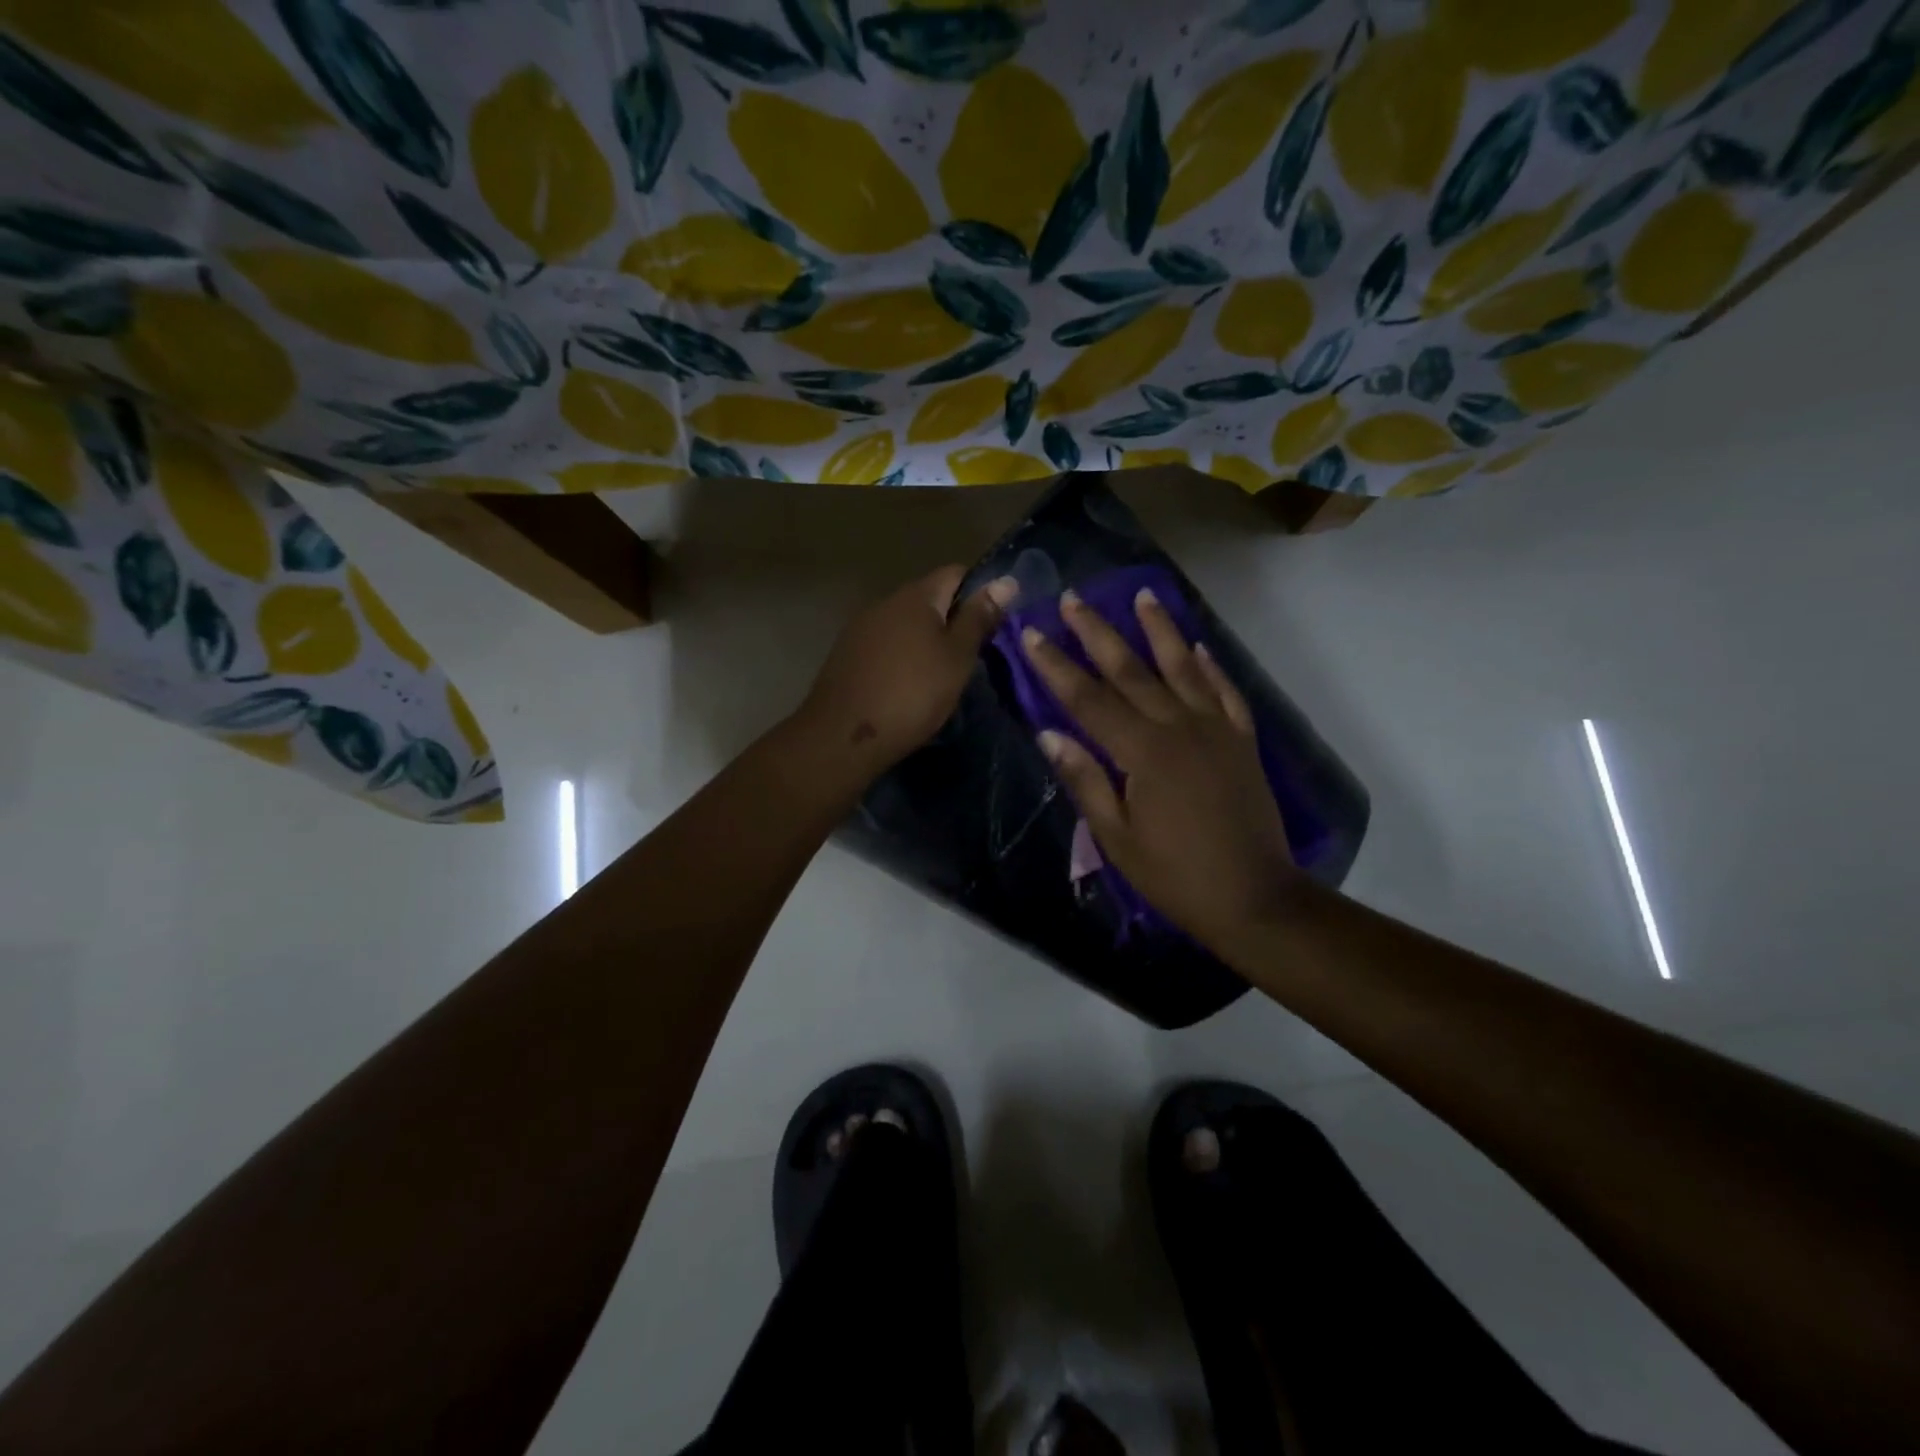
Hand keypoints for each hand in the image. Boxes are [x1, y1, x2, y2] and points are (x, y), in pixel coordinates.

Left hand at [796, 565, 1016, 774]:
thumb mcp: (957, 658)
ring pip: (906, 624)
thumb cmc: (911, 694)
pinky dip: (904, 658)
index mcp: (915, 596)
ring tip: (944, 674)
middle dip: (953, 620)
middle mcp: (885, 603)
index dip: (981, 592)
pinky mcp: (847, 656)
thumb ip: (979, 618)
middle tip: (974, 655)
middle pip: (929, 599)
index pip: (956, 573)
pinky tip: (910, 686)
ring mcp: (861, 629)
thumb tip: (1006, 581)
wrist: (843, 737)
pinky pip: (886, 646)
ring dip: (927, 641)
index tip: (996, 623)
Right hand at [1021, 589, 1301, 945]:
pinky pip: (1224, 691)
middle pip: (1131, 670)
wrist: (1255, 897)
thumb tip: (1049, 733)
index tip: (1032, 633)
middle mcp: (1180, 727)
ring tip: (1143, 595)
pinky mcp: (1242, 740)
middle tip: (1075, 598)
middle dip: (1098, 633)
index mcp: (1143, 752)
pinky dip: (1210, 666)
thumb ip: (1085, 780)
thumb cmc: (1175, 875)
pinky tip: (1197, 646)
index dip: (1056, 666)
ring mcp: (1216, 729)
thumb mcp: (1117, 837)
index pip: (1089, 699)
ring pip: (1183, 667)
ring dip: (1160, 630)